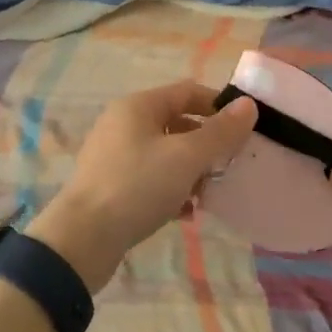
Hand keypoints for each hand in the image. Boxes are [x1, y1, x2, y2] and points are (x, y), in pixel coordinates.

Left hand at [29, 81, 256, 291]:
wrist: (83, 239)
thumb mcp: (186, 157)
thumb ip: (220, 132)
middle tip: (229, 165)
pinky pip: (151, 178)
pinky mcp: (111, 186)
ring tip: (209, 193)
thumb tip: (248, 105)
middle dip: (207, 143)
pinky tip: (187, 212)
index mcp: (139, 106)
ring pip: (165, 153)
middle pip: (177, 122)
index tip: (245, 130)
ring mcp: (115, 155)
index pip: (188, 91)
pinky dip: (172, 189)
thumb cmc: (137, 186)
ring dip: (191, 170)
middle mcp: (124, 123)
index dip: (219, 106)